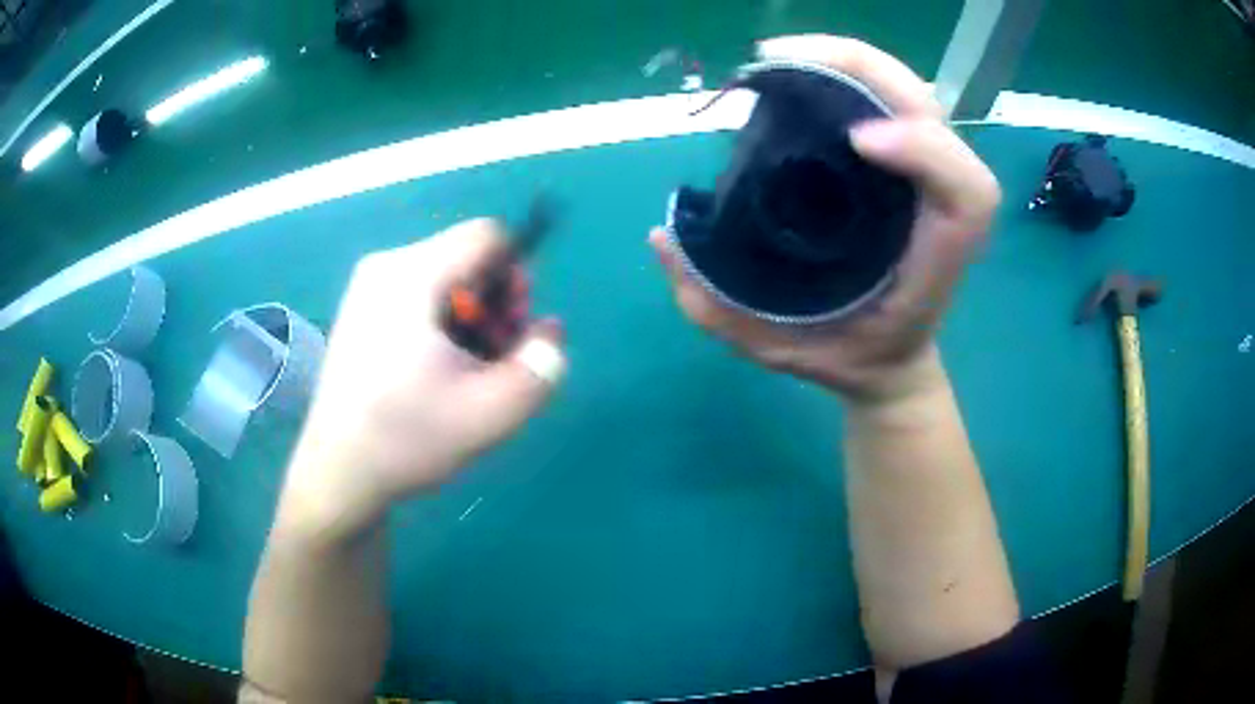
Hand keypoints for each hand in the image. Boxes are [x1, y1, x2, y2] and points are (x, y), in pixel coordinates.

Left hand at [280, 219, 565, 537]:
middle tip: (490, 361)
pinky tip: (433, 373)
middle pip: (467, 257)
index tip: (509, 331)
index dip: (515, 277)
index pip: (487, 236)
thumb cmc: (410, 439)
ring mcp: (367, 288)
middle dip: (494, 305)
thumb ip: (542, 365)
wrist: (340, 473)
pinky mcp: (360, 310)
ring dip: (470, 320)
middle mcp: (385, 266)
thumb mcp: (494, 411)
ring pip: (445, 279)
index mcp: (412, 276)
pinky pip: (419, 296)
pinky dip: (441, 326)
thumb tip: (550, 332)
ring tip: (462, 374)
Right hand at [651, 35, 999, 403]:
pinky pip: (890, 102)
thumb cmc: (847, 358)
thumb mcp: (782, 352)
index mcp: (932, 260)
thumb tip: (663, 236)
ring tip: (780, 60)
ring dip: (849, 62)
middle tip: (776, 59)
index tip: (856, 139)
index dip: (925, 149)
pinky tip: (801, 75)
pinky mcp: (905, 167)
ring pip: (911, 96)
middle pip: (928, 113)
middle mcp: (935, 208)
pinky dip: (849, 74)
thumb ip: (716, 310)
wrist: (891, 362)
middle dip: (859, 67)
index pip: (963, 193)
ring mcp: (923, 180)